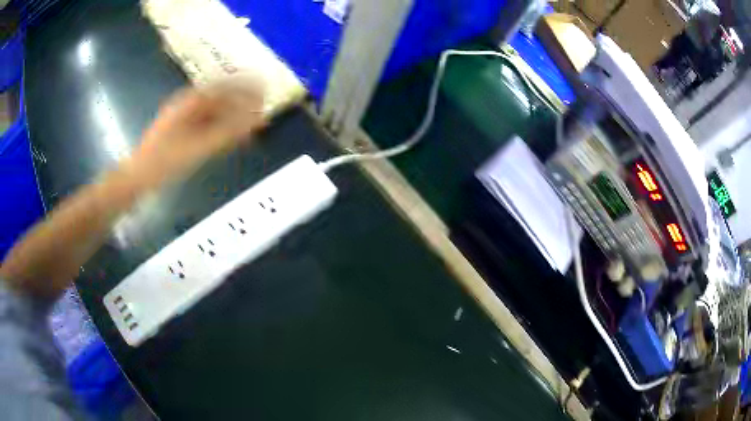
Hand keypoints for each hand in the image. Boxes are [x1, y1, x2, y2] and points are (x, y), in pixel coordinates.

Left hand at [128, 76, 266, 187]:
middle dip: (240, 103)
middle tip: (260, 110)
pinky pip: (203, 123)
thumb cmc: (166, 161)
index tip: (264, 91)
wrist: (138, 177)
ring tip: (247, 124)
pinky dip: (218, 127)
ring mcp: (180, 118)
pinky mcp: (177, 132)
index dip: (246, 87)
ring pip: (211, 111)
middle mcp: (185, 104)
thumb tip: (257, 120)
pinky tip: (227, 136)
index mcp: (190, 102)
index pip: (224, 87)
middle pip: (219, 97)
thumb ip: (229, 133)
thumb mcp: (199, 147)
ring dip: (230, 115)